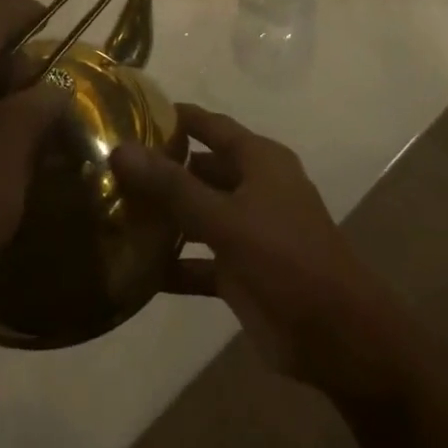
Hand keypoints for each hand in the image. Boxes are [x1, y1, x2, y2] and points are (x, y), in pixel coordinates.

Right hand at [113, 105, 425, 401]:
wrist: (336, 335)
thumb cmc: (285, 257)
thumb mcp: (225, 218)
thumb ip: (172, 186)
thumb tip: (120, 148)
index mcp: (259, 160)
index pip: (211, 126)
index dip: (177, 117)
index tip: (132, 111)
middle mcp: (255, 188)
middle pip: (203, 169)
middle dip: (163, 169)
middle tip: (111, 168)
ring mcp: (249, 231)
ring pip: (200, 214)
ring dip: (166, 217)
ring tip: (115, 214)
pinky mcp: (243, 273)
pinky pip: (202, 262)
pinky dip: (176, 264)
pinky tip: (136, 272)